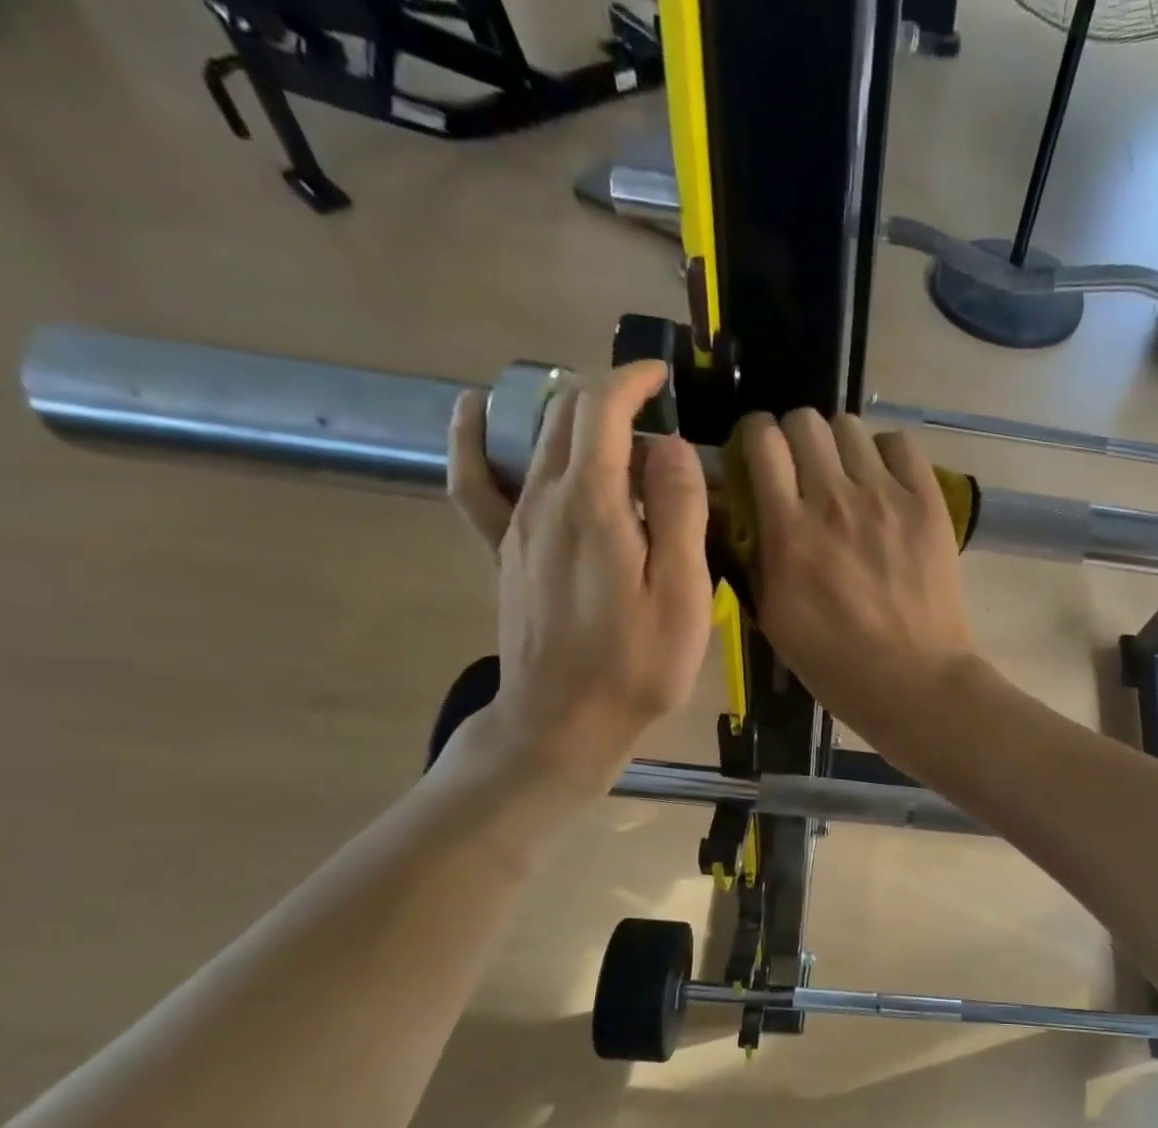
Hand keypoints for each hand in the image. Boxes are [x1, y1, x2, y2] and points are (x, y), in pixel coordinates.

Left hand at [446, 362, 712, 787]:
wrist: (564, 720)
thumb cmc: (637, 665)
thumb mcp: (682, 594)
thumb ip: (678, 512)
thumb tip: (670, 447)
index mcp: (595, 505)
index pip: (603, 410)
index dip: (632, 381)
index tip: (662, 378)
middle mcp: (545, 500)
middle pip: (567, 416)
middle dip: (609, 395)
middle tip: (653, 411)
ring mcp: (516, 525)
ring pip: (536, 440)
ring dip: (570, 414)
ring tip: (606, 419)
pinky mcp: (503, 552)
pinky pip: (476, 481)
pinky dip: (475, 440)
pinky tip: (476, 413)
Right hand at [744, 410, 980, 753]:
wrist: (914, 681)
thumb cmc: (837, 664)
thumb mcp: (773, 619)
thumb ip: (755, 557)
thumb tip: (746, 513)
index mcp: (788, 530)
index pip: (762, 440)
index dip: (756, 439)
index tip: (760, 458)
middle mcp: (834, 500)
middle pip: (804, 421)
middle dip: (795, 438)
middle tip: (803, 470)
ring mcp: (886, 497)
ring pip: (850, 427)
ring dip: (839, 446)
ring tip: (847, 477)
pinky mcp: (927, 503)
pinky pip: (901, 444)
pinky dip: (887, 454)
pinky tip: (886, 482)